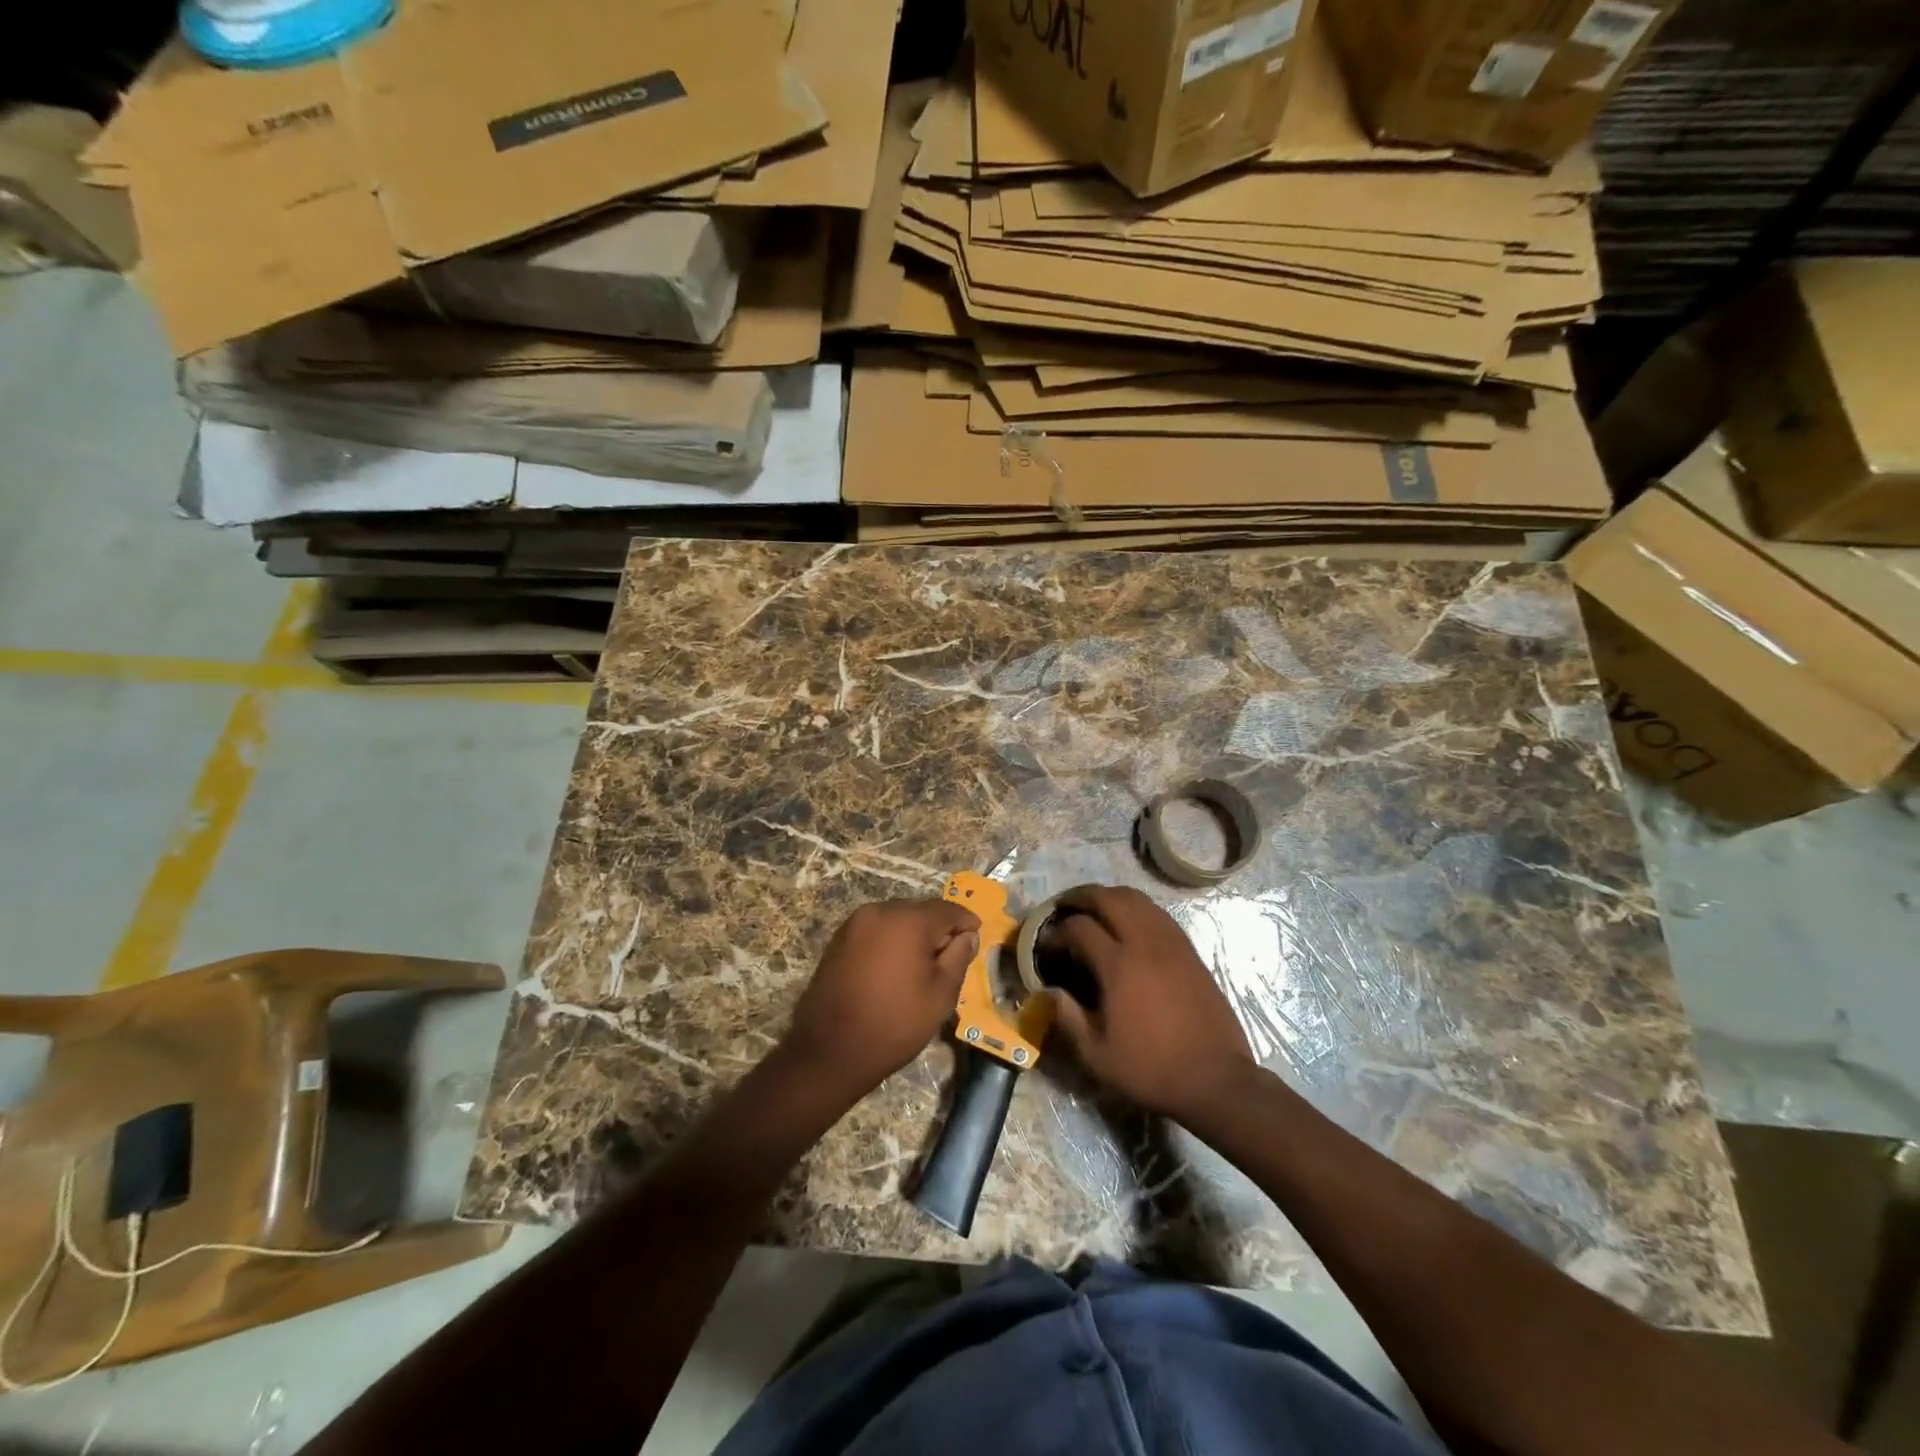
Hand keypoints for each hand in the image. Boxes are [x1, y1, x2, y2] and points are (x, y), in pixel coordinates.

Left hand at [779, 899, 980, 1103]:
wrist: (831, 1050)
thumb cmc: (895, 1023)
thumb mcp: (941, 995)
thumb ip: (959, 957)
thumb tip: (966, 935)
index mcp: (908, 920)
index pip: (947, 909)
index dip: (965, 921)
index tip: (977, 934)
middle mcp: (879, 911)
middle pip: (920, 911)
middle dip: (938, 928)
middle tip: (952, 955)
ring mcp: (855, 923)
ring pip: (897, 919)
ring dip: (913, 934)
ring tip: (923, 964)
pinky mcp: (839, 939)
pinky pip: (877, 930)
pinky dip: (891, 941)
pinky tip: (896, 967)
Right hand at [1039, 885, 1257, 1123]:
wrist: (1215, 1079)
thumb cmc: (1152, 1069)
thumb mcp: (1097, 1055)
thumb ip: (1067, 1018)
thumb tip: (1046, 991)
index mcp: (1119, 966)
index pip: (1080, 928)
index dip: (1057, 931)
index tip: (1046, 944)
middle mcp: (1145, 944)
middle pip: (1109, 898)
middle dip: (1081, 897)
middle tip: (1064, 908)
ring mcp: (1172, 943)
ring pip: (1137, 899)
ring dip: (1110, 897)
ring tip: (1094, 910)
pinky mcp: (1190, 951)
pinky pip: (1158, 914)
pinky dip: (1136, 909)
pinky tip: (1129, 925)